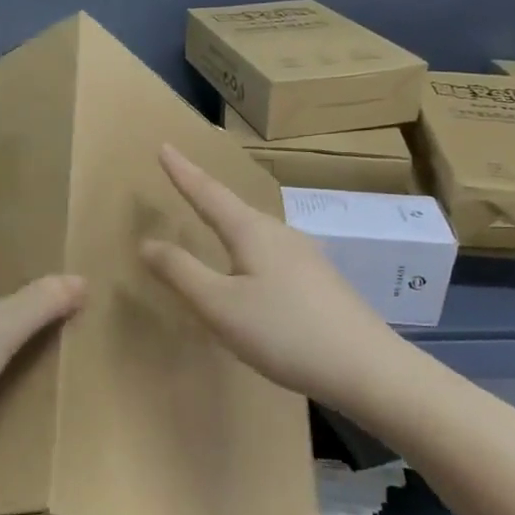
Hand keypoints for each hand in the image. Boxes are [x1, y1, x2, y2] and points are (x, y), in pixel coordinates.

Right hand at [140, 144, 405, 417]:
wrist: (367, 368)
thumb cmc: (284, 332)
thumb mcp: (220, 306)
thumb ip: (181, 272)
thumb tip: (147, 242)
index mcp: (252, 232)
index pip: (208, 193)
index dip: (183, 172)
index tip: (164, 146)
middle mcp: (281, 234)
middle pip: (235, 208)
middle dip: (206, 195)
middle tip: (183, 180)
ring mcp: (306, 256)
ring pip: (256, 231)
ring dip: (229, 223)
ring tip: (212, 221)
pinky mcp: (320, 280)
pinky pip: (272, 253)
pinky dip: (248, 250)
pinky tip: (252, 272)